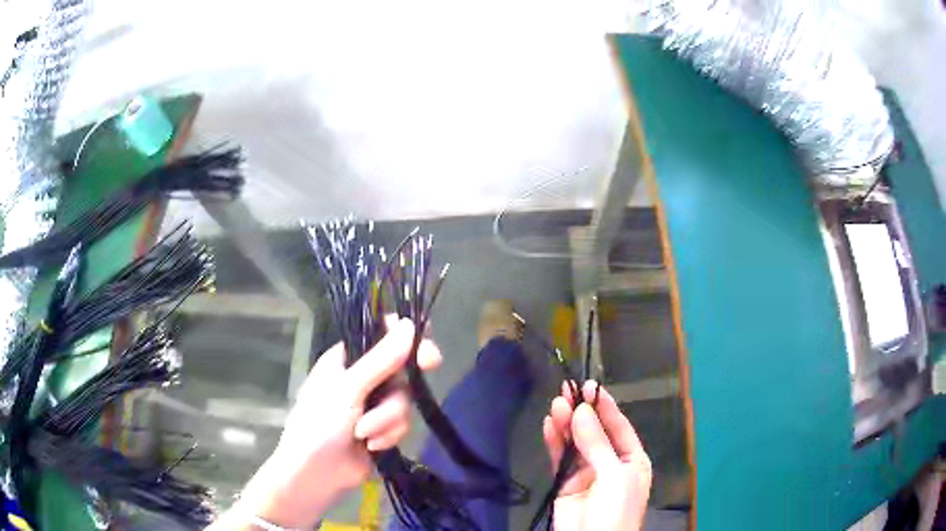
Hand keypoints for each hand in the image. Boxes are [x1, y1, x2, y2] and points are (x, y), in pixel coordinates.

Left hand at [210, 318, 440, 529]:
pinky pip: (401, 424)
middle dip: (405, 379)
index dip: (404, 335)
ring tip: (364, 433)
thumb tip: (409, 325)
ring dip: (387, 419)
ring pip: (403, 400)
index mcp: (346, 360)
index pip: (380, 336)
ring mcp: (373, 406)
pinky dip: (388, 435)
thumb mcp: (349, 388)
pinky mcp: (383, 430)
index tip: (424, 339)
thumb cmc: (320, 423)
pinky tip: (370, 447)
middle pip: (400, 369)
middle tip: (431, 364)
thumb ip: (381, 359)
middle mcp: (362, 379)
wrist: (315, 473)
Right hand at [542, 381, 651, 530]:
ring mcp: (587, 472)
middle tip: (567, 389)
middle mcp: (610, 462)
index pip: (619, 427)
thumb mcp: (613, 475)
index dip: (605, 407)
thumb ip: (596, 444)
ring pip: (575, 443)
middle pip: (595, 432)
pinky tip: (548, 425)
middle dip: (583, 412)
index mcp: (632, 459)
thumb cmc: (616, 509)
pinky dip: (554, 442)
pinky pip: (560, 458)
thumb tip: (581, 410)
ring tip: (555, 403)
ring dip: (566, 424)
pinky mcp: (565, 482)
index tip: (590, 386)